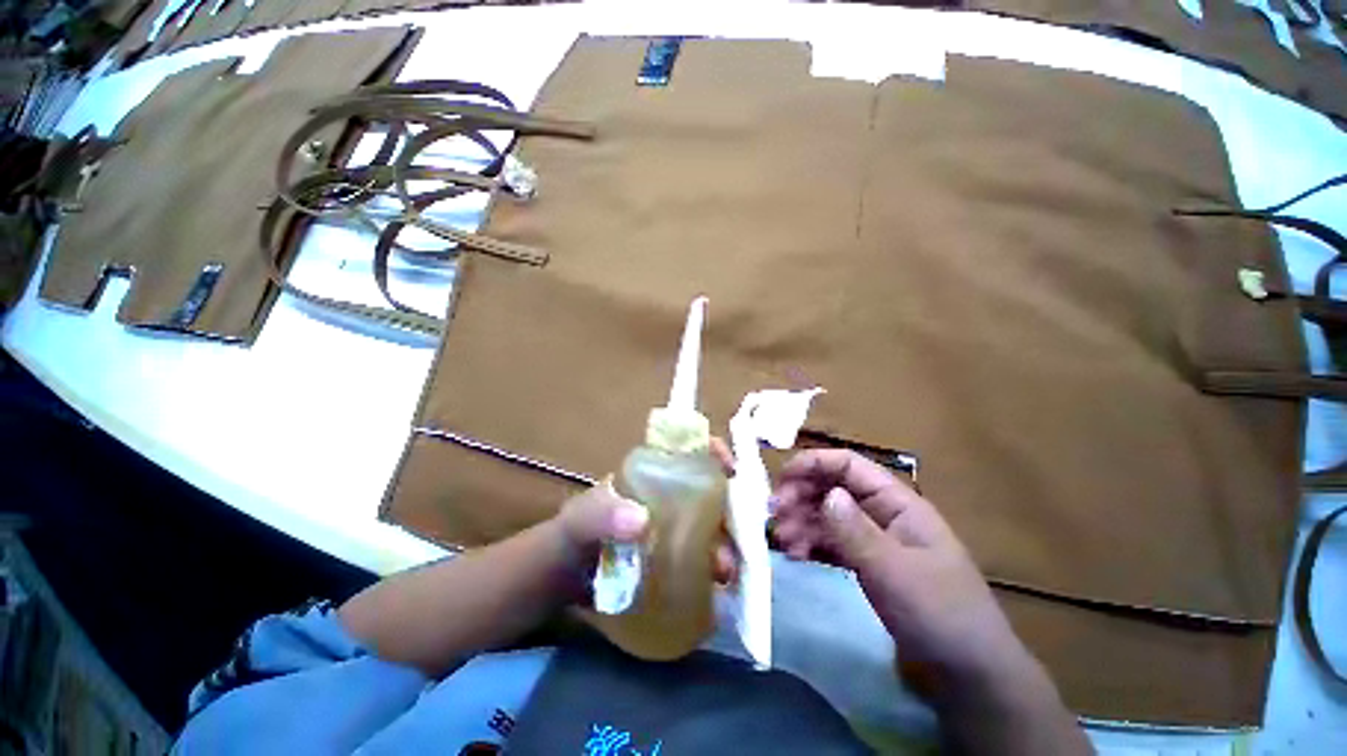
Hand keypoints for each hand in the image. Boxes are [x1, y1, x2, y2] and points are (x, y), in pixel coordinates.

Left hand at [552, 452, 738, 592]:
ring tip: (725, 571)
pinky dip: (717, 567)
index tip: (732, 469)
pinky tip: (719, 587)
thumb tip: (641, 521)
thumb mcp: (582, 519)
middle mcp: (670, 496)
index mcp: (652, 473)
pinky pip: (704, 556)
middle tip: (743, 533)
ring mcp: (674, 527)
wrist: (562, 580)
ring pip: (713, 525)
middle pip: (711, 490)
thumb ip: (601, 515)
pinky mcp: (675, 558)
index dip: (714, 452)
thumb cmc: (573, 534)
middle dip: (733, 506)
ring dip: (728, 542)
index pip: (690, 451)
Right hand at [770, 449, 1032, 693]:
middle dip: (801, 495)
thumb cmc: (939, 614)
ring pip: (828, 514)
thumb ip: (855, 531)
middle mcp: (883, 513)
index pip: (849, 465)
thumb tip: (826, 493)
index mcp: (898, 503)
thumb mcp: (894, 571)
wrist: (968, 673)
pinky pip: (832, 541)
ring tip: (782, 540)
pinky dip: (812, 543)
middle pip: (833, 487)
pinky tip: (797, 555)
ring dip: (802, 520)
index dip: (814, 463)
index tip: (781, 478)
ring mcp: (874, 538)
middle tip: (773, 514)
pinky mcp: (867, 562)